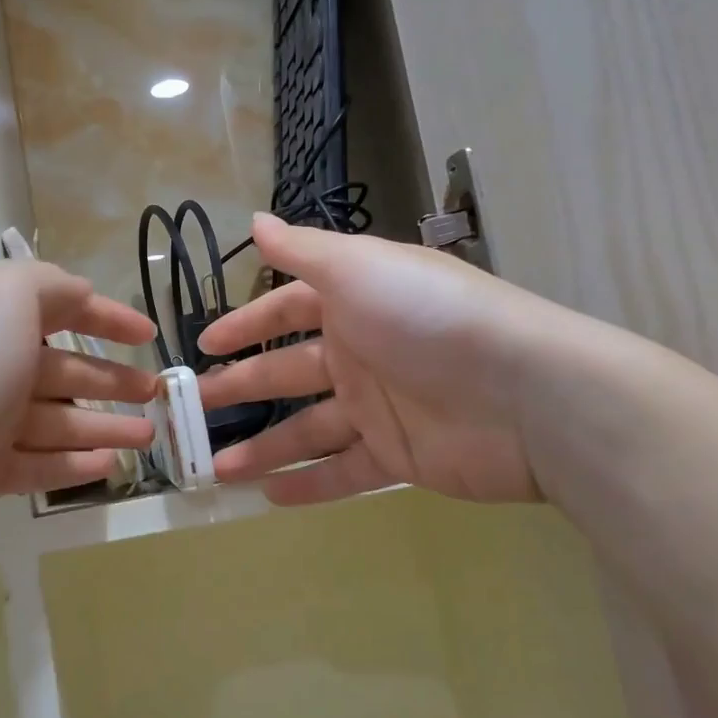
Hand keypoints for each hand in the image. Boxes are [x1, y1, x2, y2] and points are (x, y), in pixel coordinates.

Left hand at [0, 261, 156, 577]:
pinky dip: (72, 462)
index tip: (150, 334)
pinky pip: (36, 463)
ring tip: (149, 437)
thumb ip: (51, 286)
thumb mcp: (7, 297)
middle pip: (63, 368)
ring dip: (104, 424)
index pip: (61, 306)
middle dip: (113, 378)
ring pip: (56, 418)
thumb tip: (80, 294)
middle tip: (158, 395)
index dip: (108, 316)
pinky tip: (108, 466)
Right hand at [197, 214, 583, 505]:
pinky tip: (268, 497)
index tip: (204, 345)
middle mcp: (363, 351)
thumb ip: (303, 251)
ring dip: (262, 447)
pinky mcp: (399, 456)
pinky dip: (308, 485)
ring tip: (215, 469)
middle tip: (190, 412)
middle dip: (239, 389)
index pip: (287, 311)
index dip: (246, 325)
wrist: (527, 393)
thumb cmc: (429, 317)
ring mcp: (380, 407)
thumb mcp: (359, 268)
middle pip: (288, 373)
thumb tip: (254, 220)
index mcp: (355, 303)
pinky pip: (343, 472)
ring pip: (308, 429)